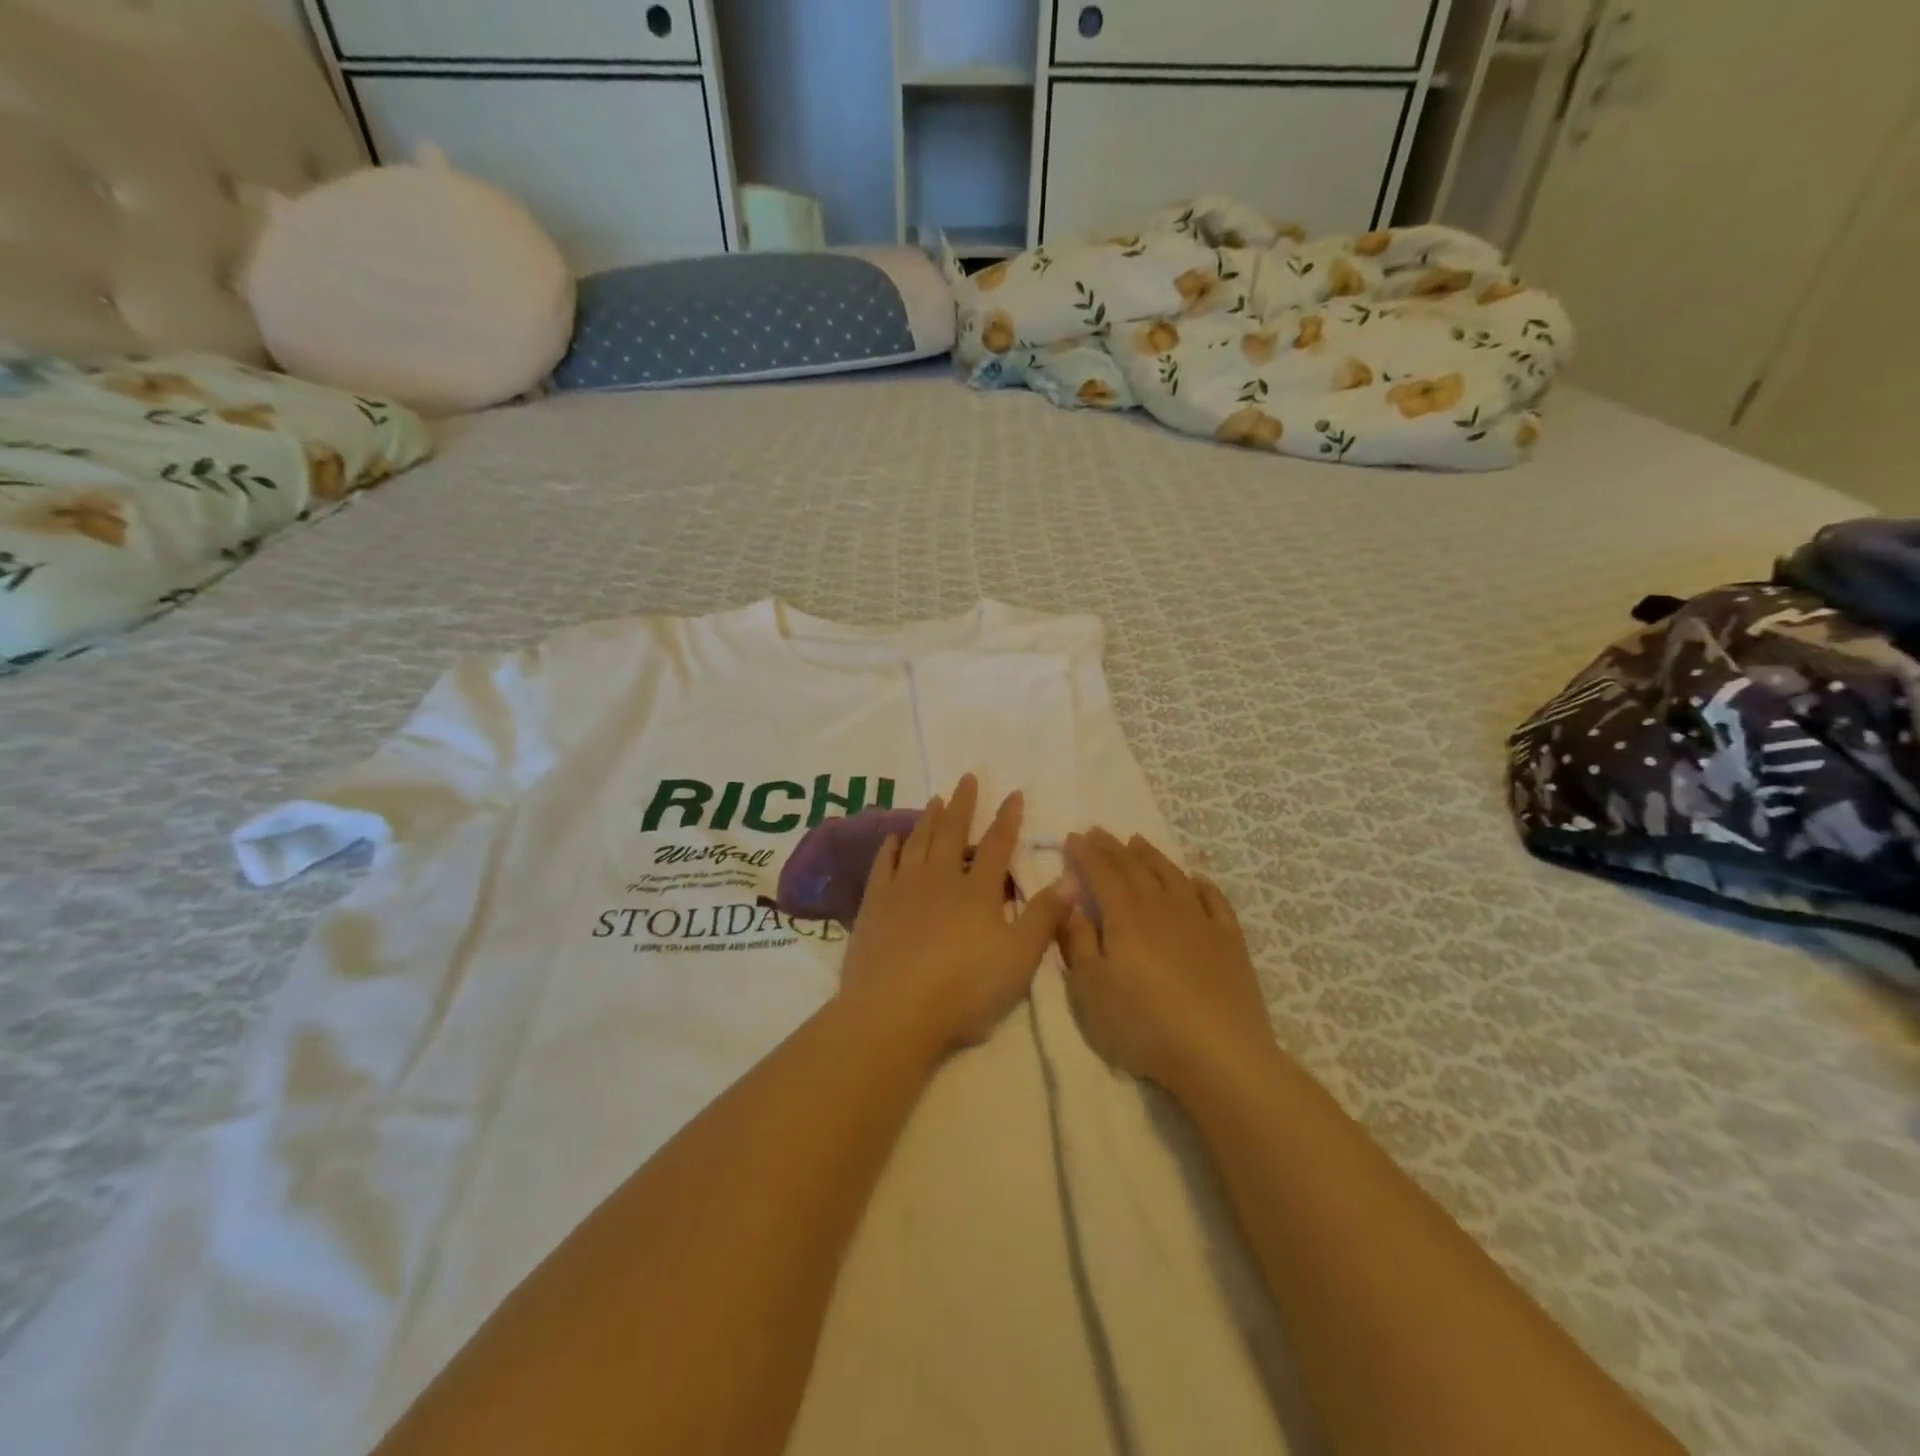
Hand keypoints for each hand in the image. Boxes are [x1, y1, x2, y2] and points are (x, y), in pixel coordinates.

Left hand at [839, 775, 1070, 1055]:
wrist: (894, 1011)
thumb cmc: (965, 989)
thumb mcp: (1019, 959)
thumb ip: (1044, 917)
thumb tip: (1072, 879)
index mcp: (977, 892)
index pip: (997, 846)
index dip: (1007, 818)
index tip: (1013, 792)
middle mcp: (940, 879)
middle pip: (953, 833)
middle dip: (964, 804)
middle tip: (967, 777)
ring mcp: (904, 889)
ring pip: (918, 842)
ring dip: (929, 818)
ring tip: (936, 798)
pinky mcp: (875, 905)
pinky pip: (884, 865)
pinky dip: (890, 847)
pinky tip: (892, 838)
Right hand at [1059, 828, 1273, 1092]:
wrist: (1218, 1052)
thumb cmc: (1142, 1022)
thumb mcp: (1091, 988)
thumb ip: (1077, 941)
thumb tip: (1070, 904)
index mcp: (1125, 914)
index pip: (1100, 872)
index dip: (1084, 853)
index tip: (1072, 836)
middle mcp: (1162, 905)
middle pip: (1134, 867)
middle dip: (1112, 847)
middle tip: (1097, 831)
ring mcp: (1200, 920)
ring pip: (1172, 875)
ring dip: (1152, 856)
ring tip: (1138, 841)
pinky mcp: (1229, 940)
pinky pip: (1214, 899)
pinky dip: (1201, 883)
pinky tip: (1195, 878)